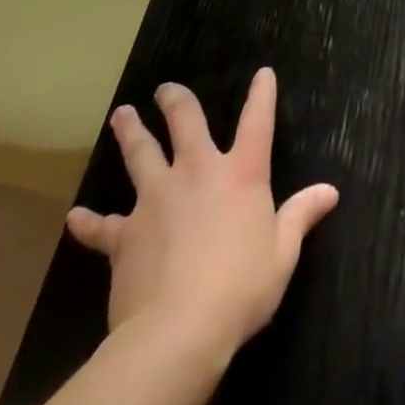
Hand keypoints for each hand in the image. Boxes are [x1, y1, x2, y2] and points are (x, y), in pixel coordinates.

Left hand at [65, 68, 339, 355]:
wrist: (177, 330)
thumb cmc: (241, 287)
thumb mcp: (282, 254)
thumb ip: (301, 217)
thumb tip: (329, 191)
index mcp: (241, 173)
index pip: (257, 121)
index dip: (262, 94)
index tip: (263, 73)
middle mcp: (197, 172)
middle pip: (186, 123)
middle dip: (176, 102)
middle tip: (165, 88)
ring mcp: (157, 199)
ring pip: (141, 156)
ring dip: (131, 134)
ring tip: (122, 115)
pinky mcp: (126, 235)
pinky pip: (103, 227)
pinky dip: (90, 222)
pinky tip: (75, 217)